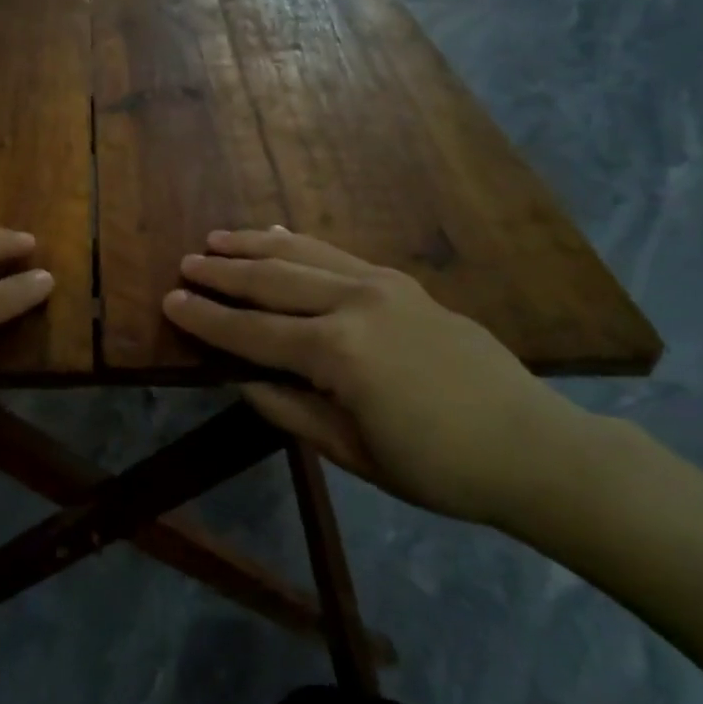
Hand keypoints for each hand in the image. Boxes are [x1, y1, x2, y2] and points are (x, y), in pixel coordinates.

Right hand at [163, 228, 603, 526]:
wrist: (532, 446)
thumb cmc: (438, 466)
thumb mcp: (352, 451)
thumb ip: (289, 409)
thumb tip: (242, 380)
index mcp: (337, 353)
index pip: (252, 332)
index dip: (207, 318)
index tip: (169, 300)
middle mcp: (354, 305)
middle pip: (272, 281)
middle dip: (224, 272)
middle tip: (186, 263)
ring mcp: (382, 286)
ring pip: (303, 256)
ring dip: (256, 246)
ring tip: (218, 238)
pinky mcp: (403, 282)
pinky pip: (339, 254)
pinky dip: (302, 244)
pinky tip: (279, 237)